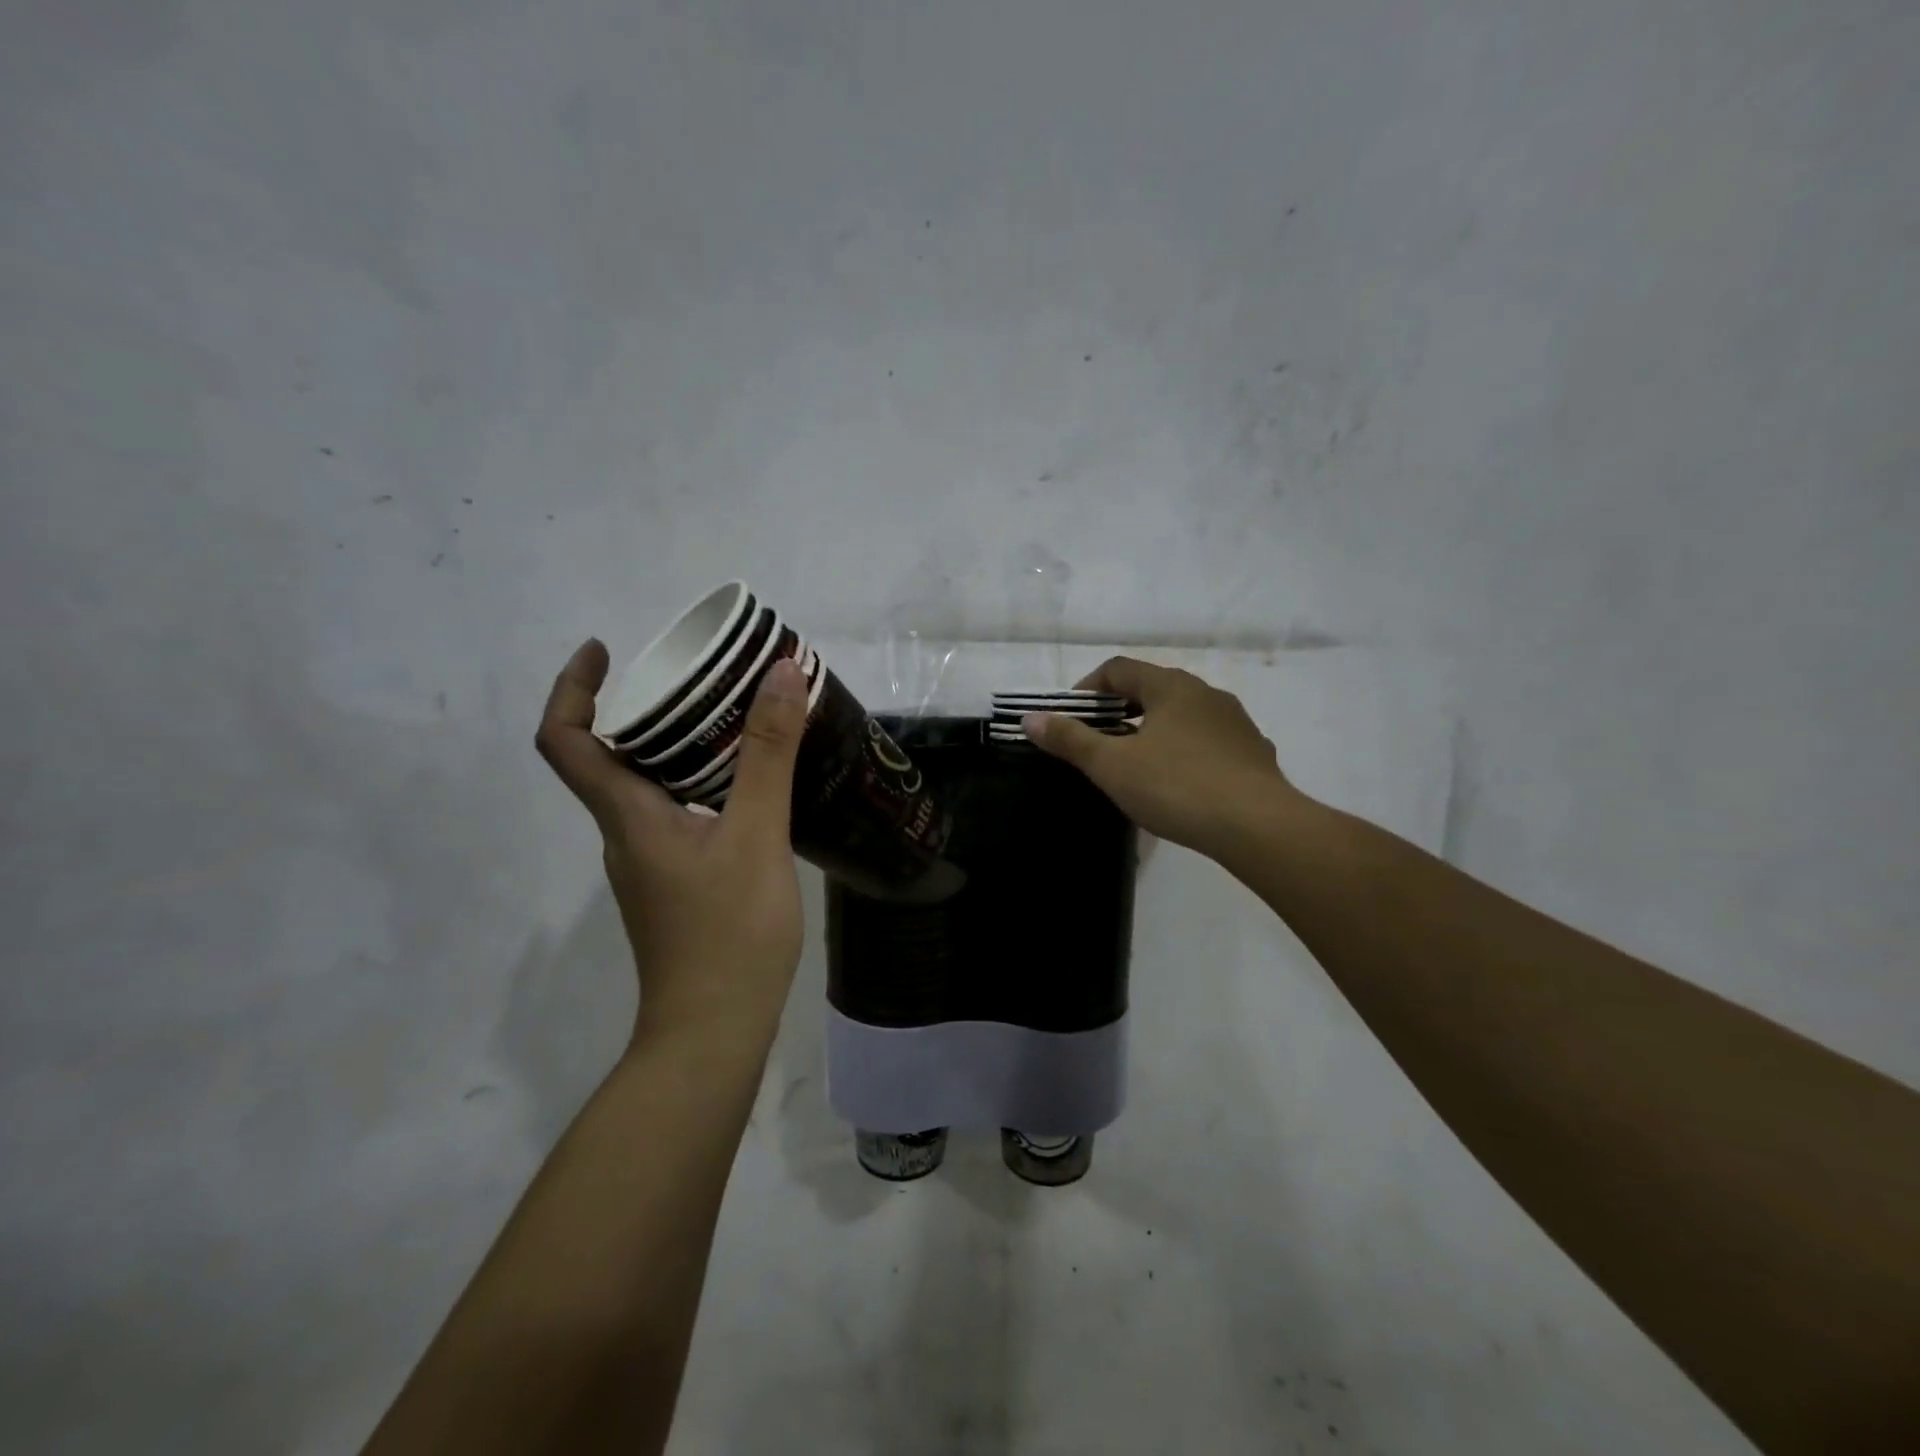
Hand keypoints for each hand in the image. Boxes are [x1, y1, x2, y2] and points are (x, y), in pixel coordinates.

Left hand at [536, 640, 808, 1040]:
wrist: (715, 1032)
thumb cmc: (729, 934)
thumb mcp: (756, 835)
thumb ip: (768, 755)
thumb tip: (780, 673)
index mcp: (626, 816)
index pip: (566, 740)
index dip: (572, 687)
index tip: (605, 648)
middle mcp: (625, 834)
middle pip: (610, 756)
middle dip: (645, 707)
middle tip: (701, 677)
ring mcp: (650, 863)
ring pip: (648, 786)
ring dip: (678, 745)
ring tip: (735, 719)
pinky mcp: (676, 883)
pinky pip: (677, 812)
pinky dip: (702, 782)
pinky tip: (751, 785)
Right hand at [1023, 656, 1297, 857]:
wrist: (1258, 826)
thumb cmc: (1176, 786)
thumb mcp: (1112, 765)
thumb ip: (1070, 740)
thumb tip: (1030, 719)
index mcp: (1170, 686)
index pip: (1118, 669)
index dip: (1087, 688)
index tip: (1070, 717)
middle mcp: (1206, 693)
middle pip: (1152, 688)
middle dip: (1120, 710)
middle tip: (1099, 742)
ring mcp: (1235, 722)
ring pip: (1183, 715)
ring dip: (1154, 730)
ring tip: (1137, 763)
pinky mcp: (1254, 752)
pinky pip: (1209, 741)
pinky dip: (1185, 751)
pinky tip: (1180, 783)